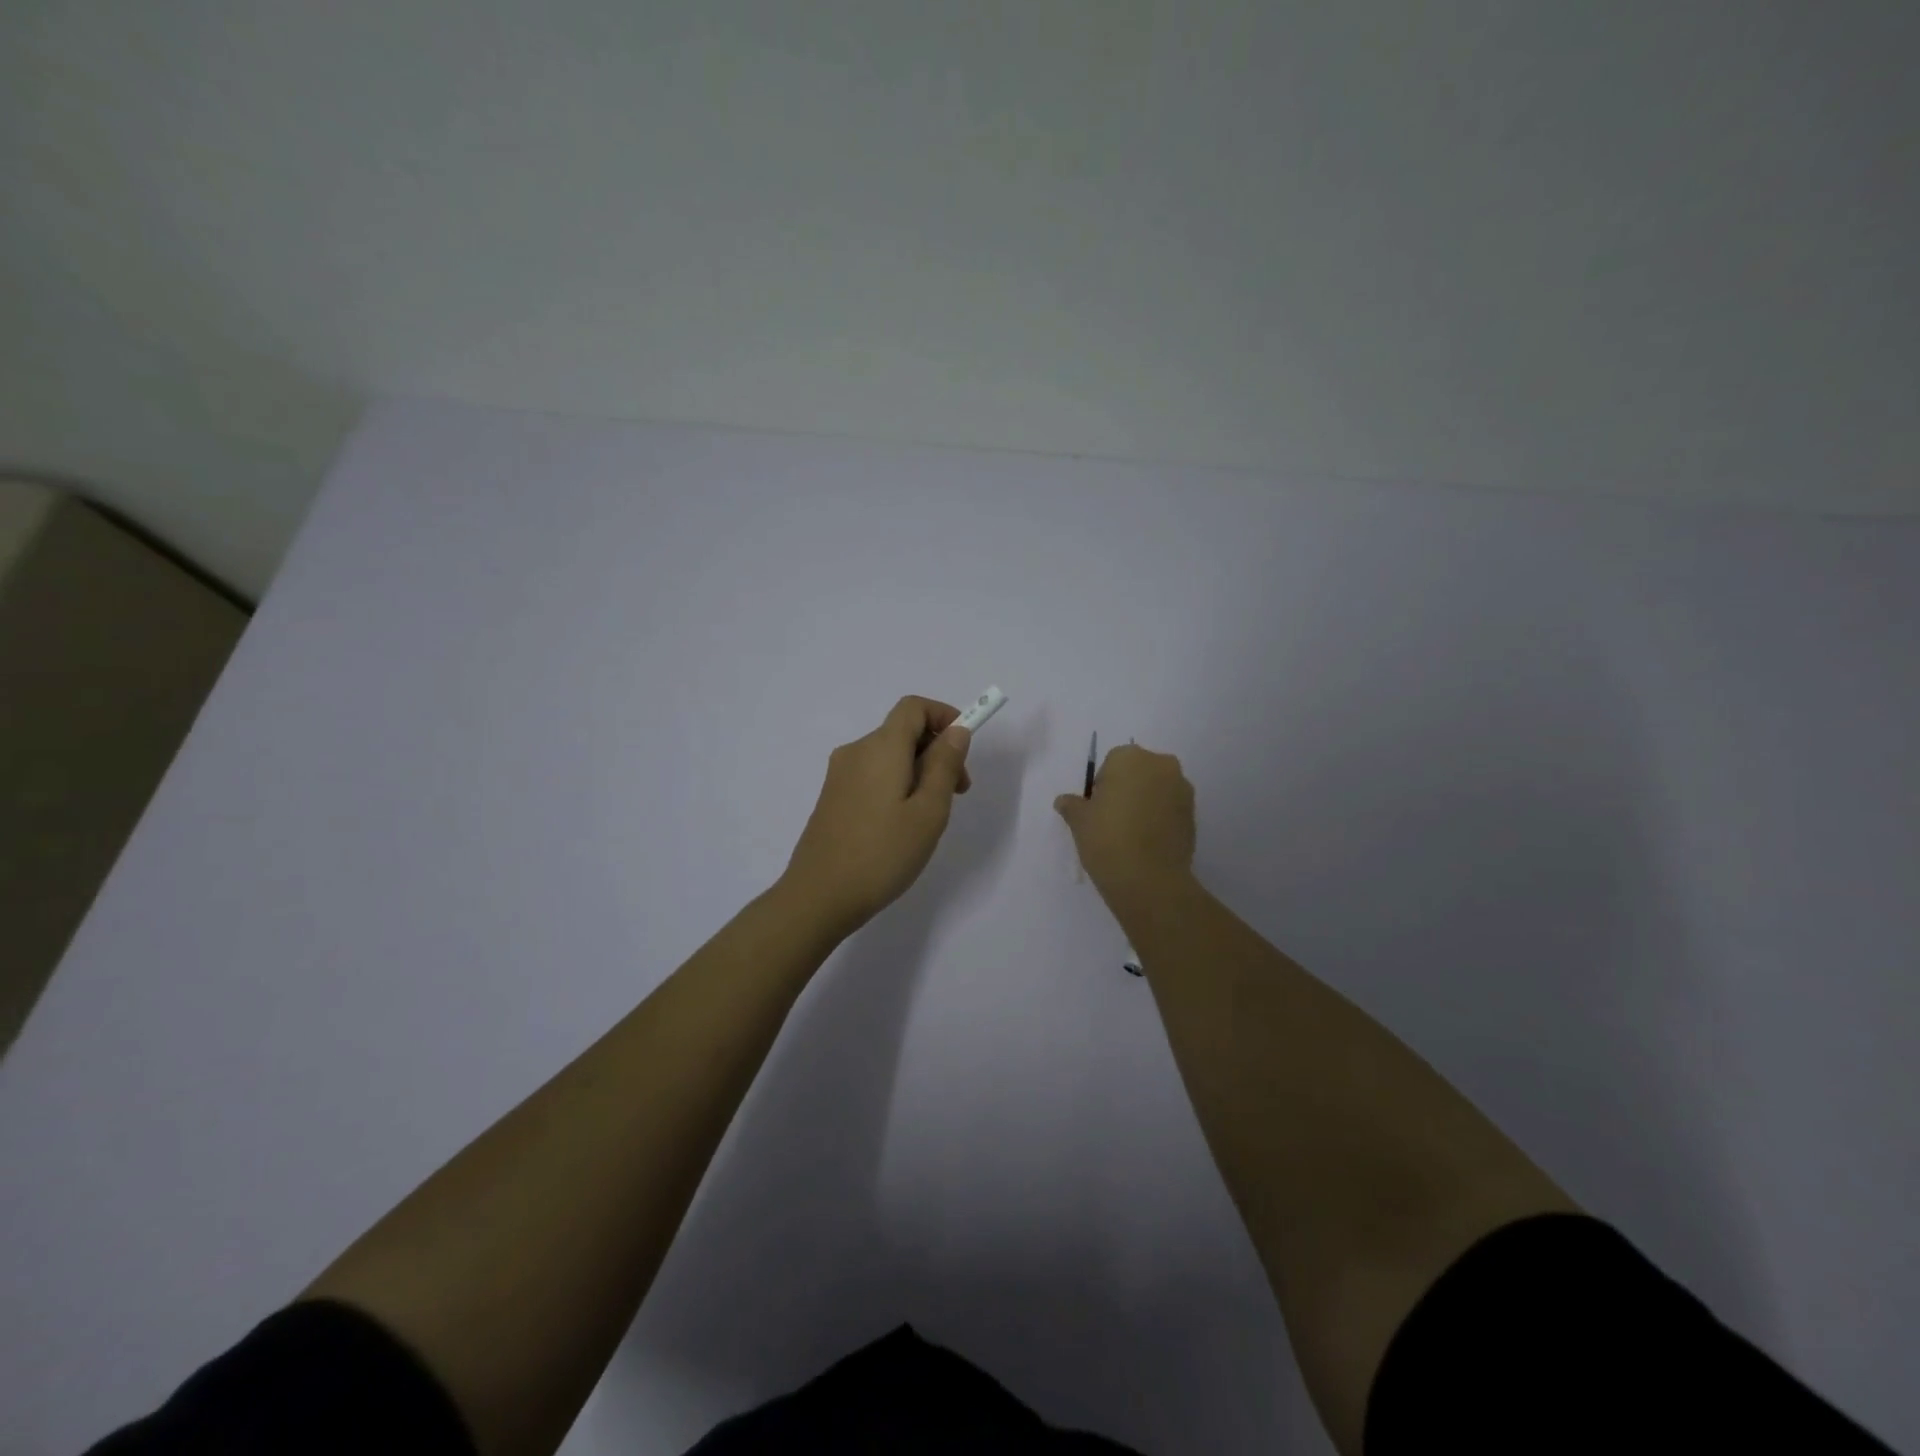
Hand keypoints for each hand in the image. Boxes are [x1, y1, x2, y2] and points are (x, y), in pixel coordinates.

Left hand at [779, 696, 973, 937]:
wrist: (818, 897)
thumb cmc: (882, 854)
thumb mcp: (928, 812)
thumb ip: (944, 765)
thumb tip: (955, 731)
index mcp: (880, 747)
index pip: (913, 707)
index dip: (944, 715)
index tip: (965, 747)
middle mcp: (856, 752)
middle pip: (903, 731)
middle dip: (937, 750)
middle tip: (958, 792)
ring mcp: (839, 775)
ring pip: (889, 756)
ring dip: (919, 771)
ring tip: (931, 816)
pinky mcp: (832, 797)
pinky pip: (872, 775)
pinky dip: (897, 784)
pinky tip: (902, 825)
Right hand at [1054, 742, 1195, 899]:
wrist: (1149, 879)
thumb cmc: (1107, 838)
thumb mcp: (1079, 821)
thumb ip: (1072, 805)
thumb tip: (1064, 801)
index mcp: (1130, 757)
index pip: (1111, 763)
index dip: (1102, 785)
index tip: (1097, 809)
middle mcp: (1161, 765)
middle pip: (1139, 772)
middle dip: (1128, 789)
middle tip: (1113, 819)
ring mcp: (1182, 790)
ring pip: (1157, 789)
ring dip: (1146, 803)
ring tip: (1131, 833)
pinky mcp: (1194, 815)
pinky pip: (1171, 809)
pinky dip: (1160, 818)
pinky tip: (1147, 842)